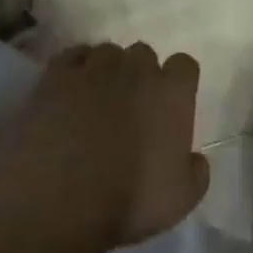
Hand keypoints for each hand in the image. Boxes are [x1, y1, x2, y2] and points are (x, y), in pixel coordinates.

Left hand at [0, 43, 209, 250]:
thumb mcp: (180, 200)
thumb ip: (196, 173)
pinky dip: (74, 68)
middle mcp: (136, 68)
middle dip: (140, 74)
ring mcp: (94, 67)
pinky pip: (72, 56)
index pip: (185, 65)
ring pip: (107, 52)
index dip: (178, 83)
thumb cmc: (129, 201)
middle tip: (131, 105)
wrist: (61, 198)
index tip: (170, 104)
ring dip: (106, 70)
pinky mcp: (57, 74)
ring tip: (96, 98)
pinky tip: (70, 90)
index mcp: (171, 93)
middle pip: (144, 54)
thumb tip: (196, 159)